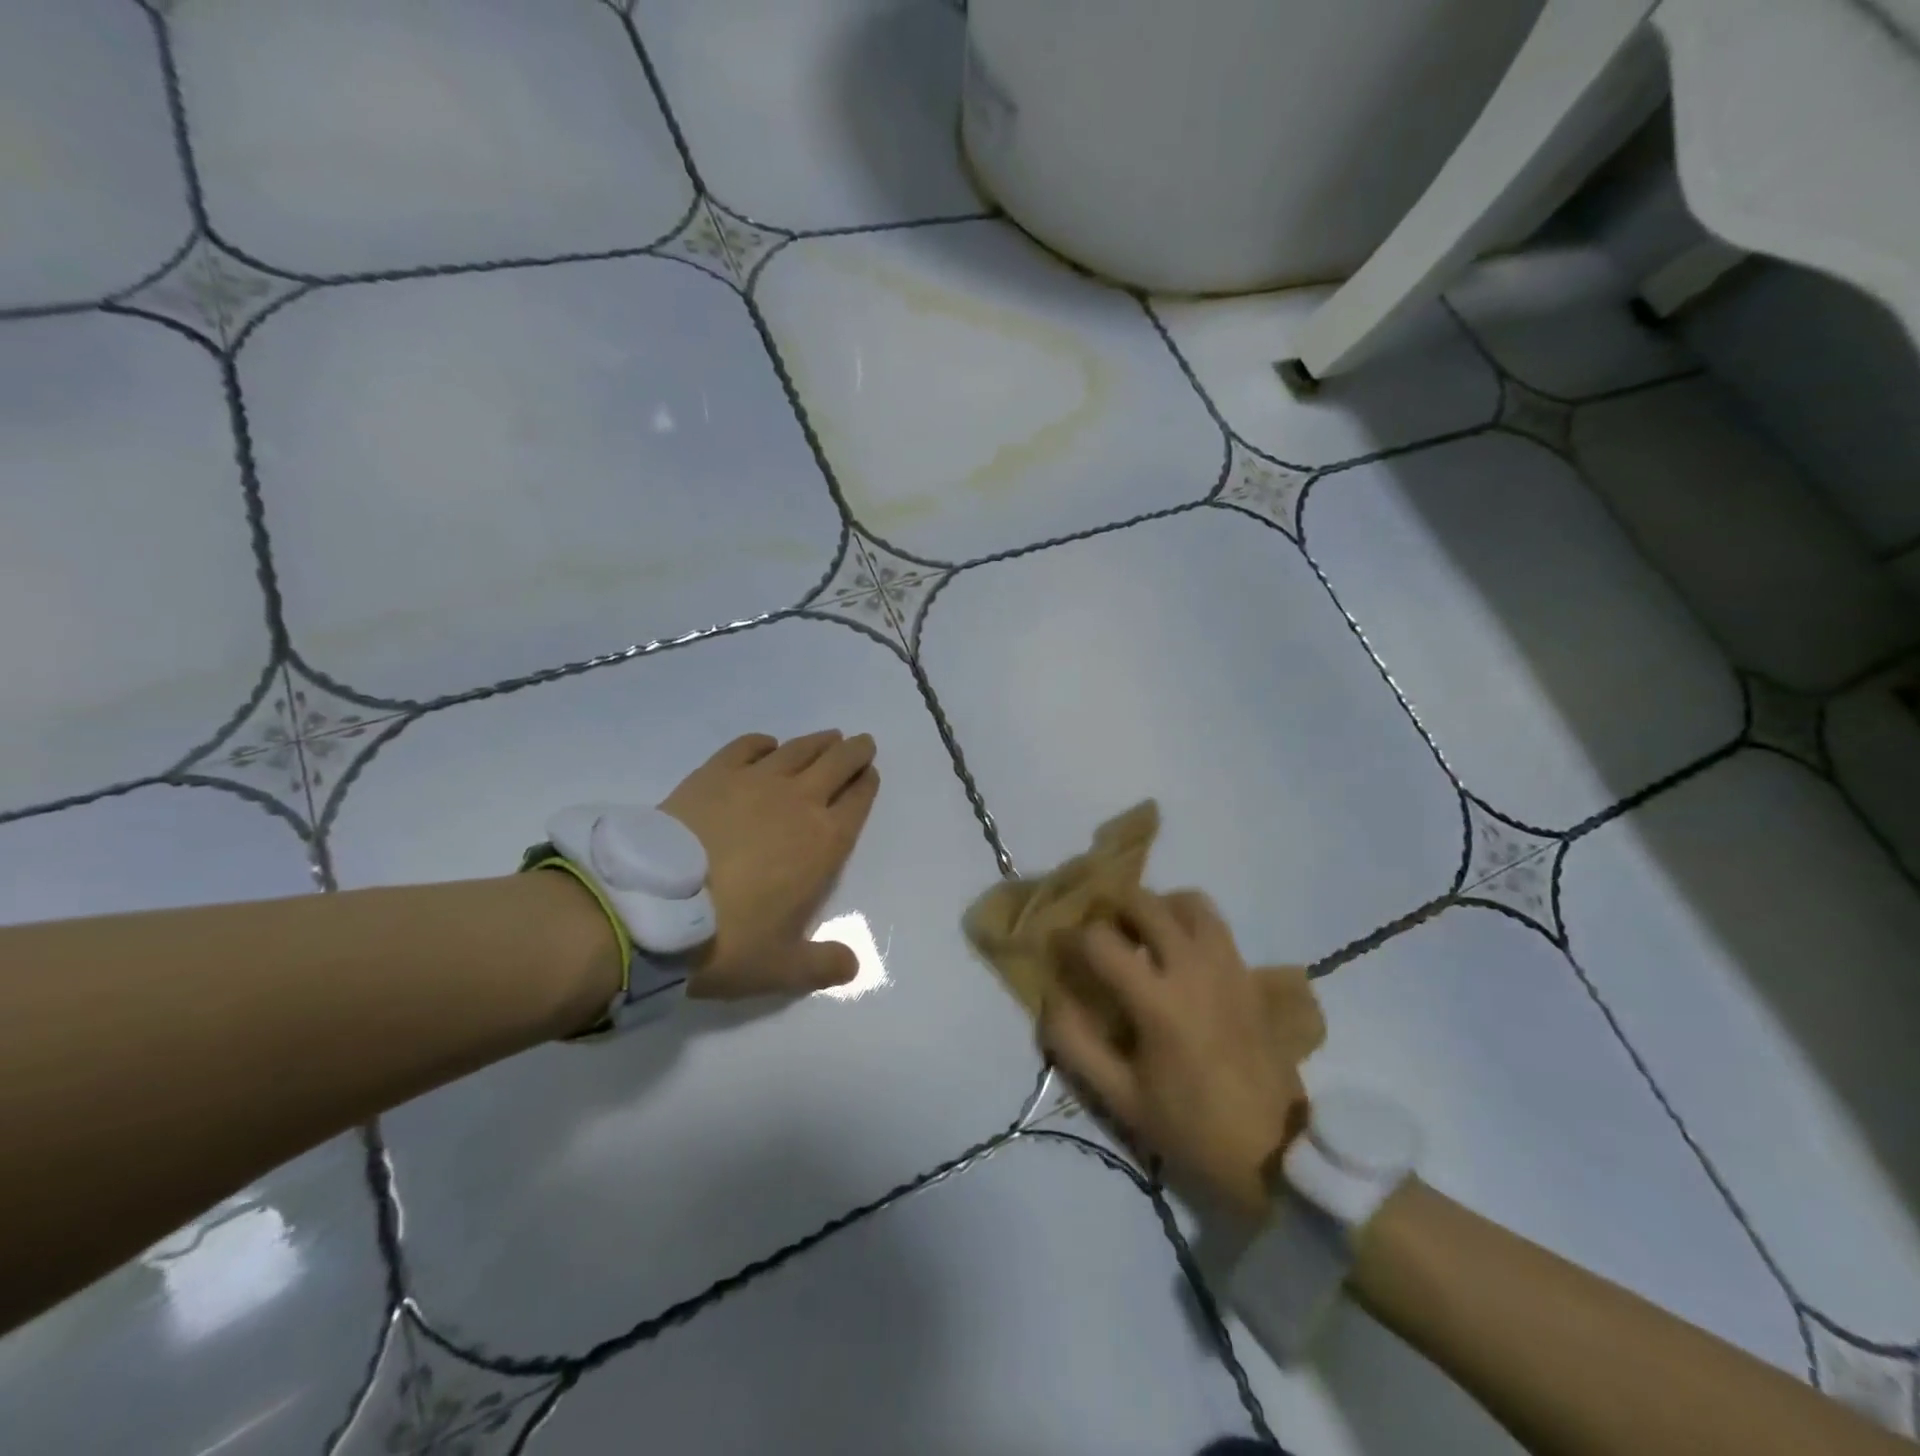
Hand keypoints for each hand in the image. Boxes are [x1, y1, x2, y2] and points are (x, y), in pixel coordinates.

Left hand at [659, 731, 878, 998]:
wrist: (653, 909)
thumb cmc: (728, 940)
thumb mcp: (782, 968)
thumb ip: (823, 966)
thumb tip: (853, 967)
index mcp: (824, 843)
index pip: (857, 802)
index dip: (867, 785)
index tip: (870, 775)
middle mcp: (798, 802)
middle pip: (837, 763)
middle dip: (854, 752)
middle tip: (861, 744)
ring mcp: (754, 782)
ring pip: (798, 750)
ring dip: (818, 742)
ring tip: (827, 739)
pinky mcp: (713, 774)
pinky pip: (747, 747)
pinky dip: (763, 743)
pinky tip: (767, 746)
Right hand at [1041, 888, 1308, 1219]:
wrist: (1275, 1151)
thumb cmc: (1191, 1127)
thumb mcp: (1121, 1098)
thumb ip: (1077, 1045)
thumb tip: (1050, 999)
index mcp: (1158, 1001)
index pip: (1101, 941)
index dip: (1070, 937)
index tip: (1059, 948)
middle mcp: (1193, 968)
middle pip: (1145, 902)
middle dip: (1112, 908)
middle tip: (1100, 933)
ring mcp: (1227, 965)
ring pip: (1188, 901)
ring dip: (1157, 906)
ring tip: (1142, 933)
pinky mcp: (1248, 973)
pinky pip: (1215, 923)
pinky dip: (1189, 922)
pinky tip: (1178, 952)